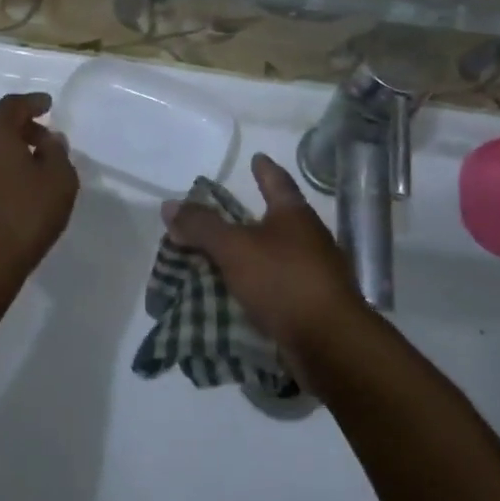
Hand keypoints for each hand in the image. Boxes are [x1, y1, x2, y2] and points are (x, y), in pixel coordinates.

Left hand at [0, 91, 78, 292]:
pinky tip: (11, 186)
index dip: (32, 103)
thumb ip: (57, 152)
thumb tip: (49, 139)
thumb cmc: (26, 214)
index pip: (12, 105)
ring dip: (4, 147)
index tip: (48, 105)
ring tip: (29, 163)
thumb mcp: (59, 180)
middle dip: (17, 125)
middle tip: (41, 136)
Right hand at [163, 152, 368, 357]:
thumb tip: (169, 205)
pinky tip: (238, 295)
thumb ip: (201, 226)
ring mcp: (315, 274)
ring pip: (276, 256)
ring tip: (221, 259)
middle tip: (221, 216)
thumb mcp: (234, 248)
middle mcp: (310, 239)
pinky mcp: (313, 306)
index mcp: (295, 216)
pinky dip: (258, 287)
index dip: (264, 169)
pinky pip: (277, 288)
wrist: (329, 343)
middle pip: (277, 220)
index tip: (257, 158)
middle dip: (250, 218)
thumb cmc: (284, 280)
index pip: (277, 182)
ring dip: (252, 256)